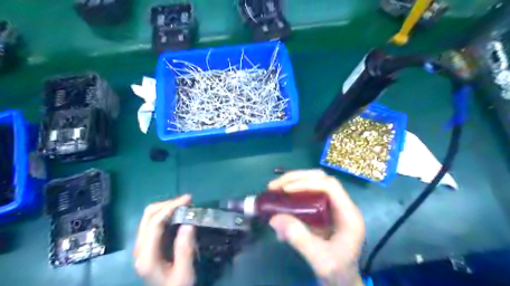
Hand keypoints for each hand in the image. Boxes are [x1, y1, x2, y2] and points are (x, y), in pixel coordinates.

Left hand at [132, 194, 195, 285]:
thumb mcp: (184, 273)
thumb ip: (185, 249)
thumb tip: (189, 223)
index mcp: (147, 256)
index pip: (154, 223)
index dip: (170, 207)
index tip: (188, 200)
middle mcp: (139, 248)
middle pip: (148, 215)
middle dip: (168, 204)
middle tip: (188, 202)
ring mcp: (141, 246)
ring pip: (149, 217)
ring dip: (166, 207)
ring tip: (185, 206)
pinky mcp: (147, 245)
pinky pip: (153, 222)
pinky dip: (166, 214)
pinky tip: (178, 215)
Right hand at [268, 170, 363, 285]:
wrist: (342, 280)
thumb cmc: (337, 272)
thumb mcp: (319, 259)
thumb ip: (299, 238)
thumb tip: (274, 218)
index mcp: (348, 214)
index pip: (330, 186)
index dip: (307, 183)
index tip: (286, 190)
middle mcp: (342, 204)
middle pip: (320, 178)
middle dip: (296, 178)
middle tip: (274, 186)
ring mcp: (332, 205)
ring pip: (313, 182)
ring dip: (292, 182)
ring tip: (274, 189)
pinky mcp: (322, 209)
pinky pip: (307, 193)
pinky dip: (292, 193)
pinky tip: (280, 200)